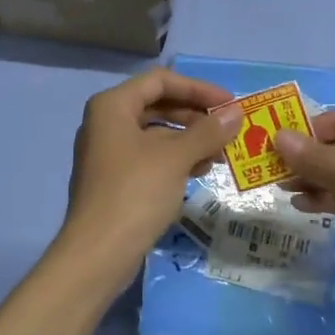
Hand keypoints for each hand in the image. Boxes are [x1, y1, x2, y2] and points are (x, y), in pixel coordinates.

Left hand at [57, 68, 241, 277]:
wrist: (98, 253)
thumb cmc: (135, 193)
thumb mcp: (175, 158)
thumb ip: (207, 132)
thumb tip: (236, 114)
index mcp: (112, 106)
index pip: (160, 81)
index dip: (198, 88)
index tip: (229, 104)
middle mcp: (106, 123)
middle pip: (158, 105)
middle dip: (196, 115)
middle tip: (229, 128)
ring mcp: (108, 153)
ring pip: (156, 134)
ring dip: (190, 139)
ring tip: (221, 154)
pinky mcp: (114, 180)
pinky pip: (150, 157)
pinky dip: (176, 159)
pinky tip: (200, 171)